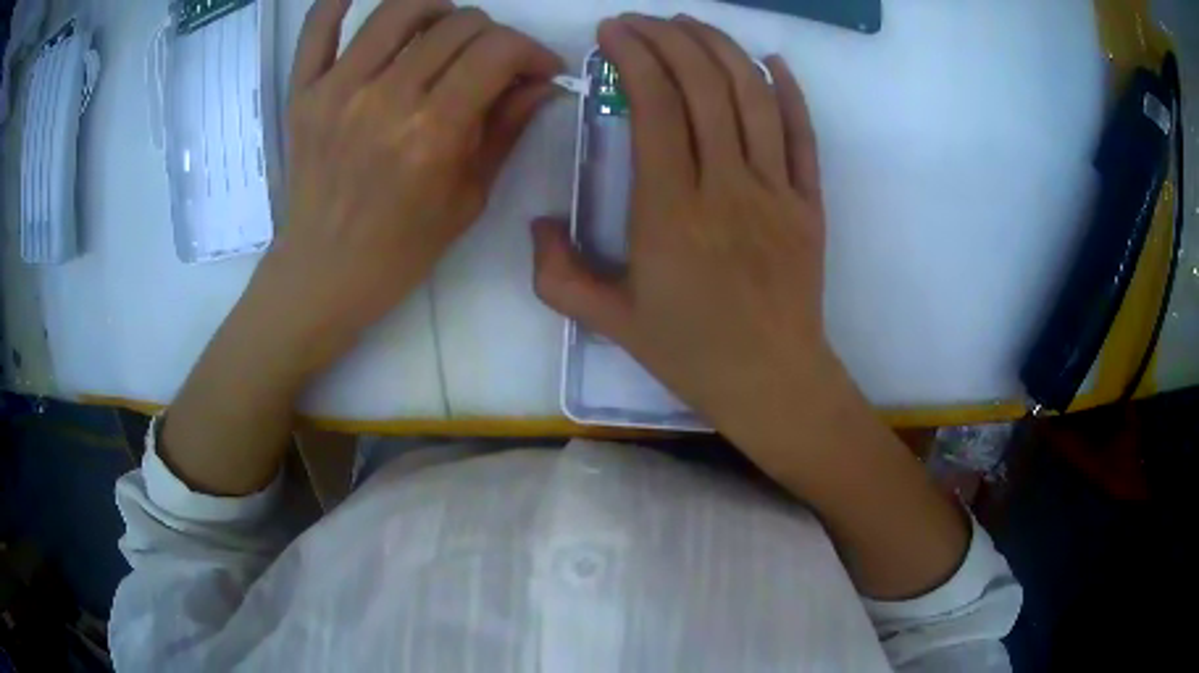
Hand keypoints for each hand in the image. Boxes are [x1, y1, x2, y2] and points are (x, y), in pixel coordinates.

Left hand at [161, 0, 560, 495]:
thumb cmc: (401, 248)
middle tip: (494, 61)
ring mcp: (337, 89)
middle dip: (493, 35)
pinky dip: (337, 2)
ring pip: (399, 10)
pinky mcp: (304, 93)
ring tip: (444, 30)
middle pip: (456, 25)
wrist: (324, 274)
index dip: (531, 50)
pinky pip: (316, 28)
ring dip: (437, 8)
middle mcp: (385, 97)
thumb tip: (543, 83)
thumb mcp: (469, 197)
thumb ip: (507, 129)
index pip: (497, 51)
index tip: (539, 68)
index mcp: (432, 132)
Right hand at [533, 17, 969, 598]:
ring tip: (692, 25)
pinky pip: (803, 135)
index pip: (654, 105)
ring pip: (753, 97)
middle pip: (704, 85)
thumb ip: (557, 274)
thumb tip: (537, 222)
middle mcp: (727, 186)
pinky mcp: (810, 203)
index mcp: (670, 211)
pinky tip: (771, 61)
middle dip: (670, 38)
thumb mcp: (609, 323)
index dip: (634, 56)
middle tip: (643, 21)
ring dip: (721, 49)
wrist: (773, 382)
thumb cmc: (692, 354)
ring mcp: (777, 191)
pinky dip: (790, 92)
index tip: (612, 33)